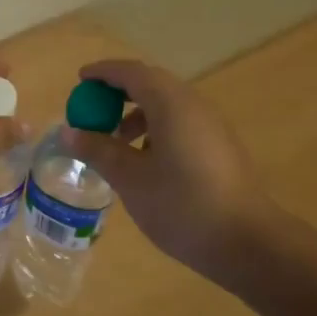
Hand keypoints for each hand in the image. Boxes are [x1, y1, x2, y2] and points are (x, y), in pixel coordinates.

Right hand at [59, 58, 277, 273]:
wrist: (247, 242)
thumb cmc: (182, 206)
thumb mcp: (130, 179)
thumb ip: (98, 150)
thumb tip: (68, 132)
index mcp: (171, 105)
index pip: (132, 73)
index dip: (104, 73)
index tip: (80, 80)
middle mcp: (194, 105)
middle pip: (151, 84)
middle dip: (118, 92)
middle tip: (92, 110)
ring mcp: (212, 126)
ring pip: (167, 105)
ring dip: (137, 113)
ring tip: (114, 142)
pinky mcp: (220, 147)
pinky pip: (180, 123)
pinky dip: (155, 129)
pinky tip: (144, 162)